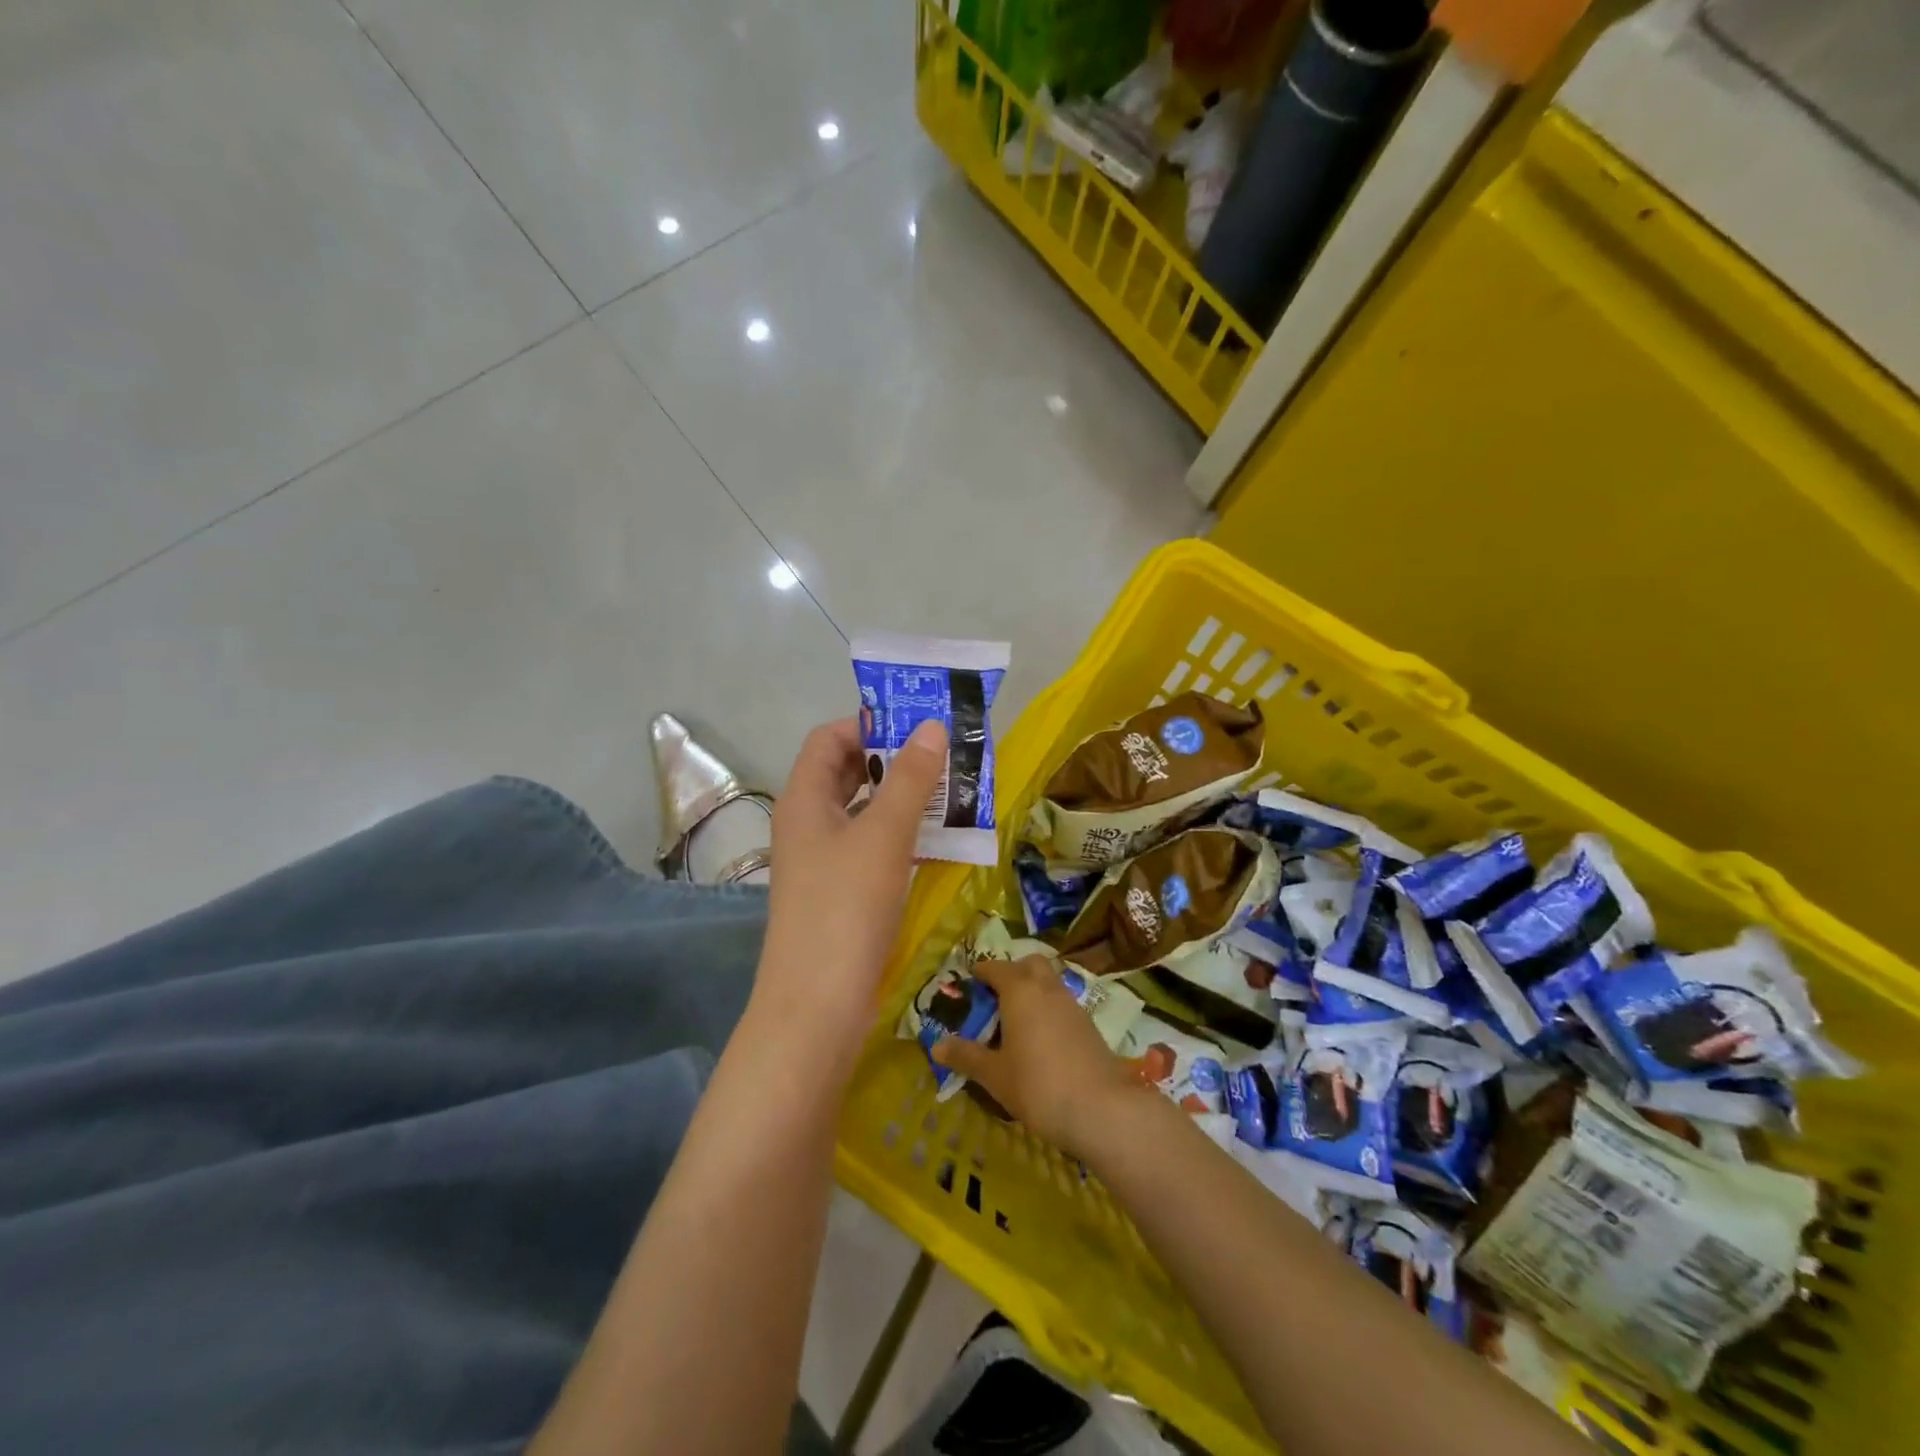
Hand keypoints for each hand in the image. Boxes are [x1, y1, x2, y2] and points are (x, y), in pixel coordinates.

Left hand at [754, 716, 947, 1052]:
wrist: (817, 1007)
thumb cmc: (845, 908)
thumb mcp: (883, 835)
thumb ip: (909, 779)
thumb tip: (933, 727)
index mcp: (805, 799)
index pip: (829, 739)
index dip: (868, 723)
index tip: (917, 725)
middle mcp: (809, 824)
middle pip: (848, 773)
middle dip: (894, 760)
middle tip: (945, 756)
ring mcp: (823, 862)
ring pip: (865, 813)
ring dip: (904, 800)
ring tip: (953, 793)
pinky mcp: (841, 894)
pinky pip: (874, 849)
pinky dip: (903, 837)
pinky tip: (940, 843)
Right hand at [931, 955, 1143, 1159]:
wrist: (1101, 1108)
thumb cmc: (1037, 1086)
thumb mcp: (994, 1075)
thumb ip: (965, 1056)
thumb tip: (936, 1046)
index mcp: (1019, 990)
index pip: (996, 968)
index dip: (981, 973)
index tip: (969, 985)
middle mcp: (1047, 988)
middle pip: (1029, 964)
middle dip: (1012, 973)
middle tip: (995, 1000)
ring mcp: (1072, 1004)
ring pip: (1049, 982)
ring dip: (1032, 991)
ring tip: (1016, 1023)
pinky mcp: (1089, 1024)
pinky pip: (1062, 1004)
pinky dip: (1048, 1011)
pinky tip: (1041, 1041)